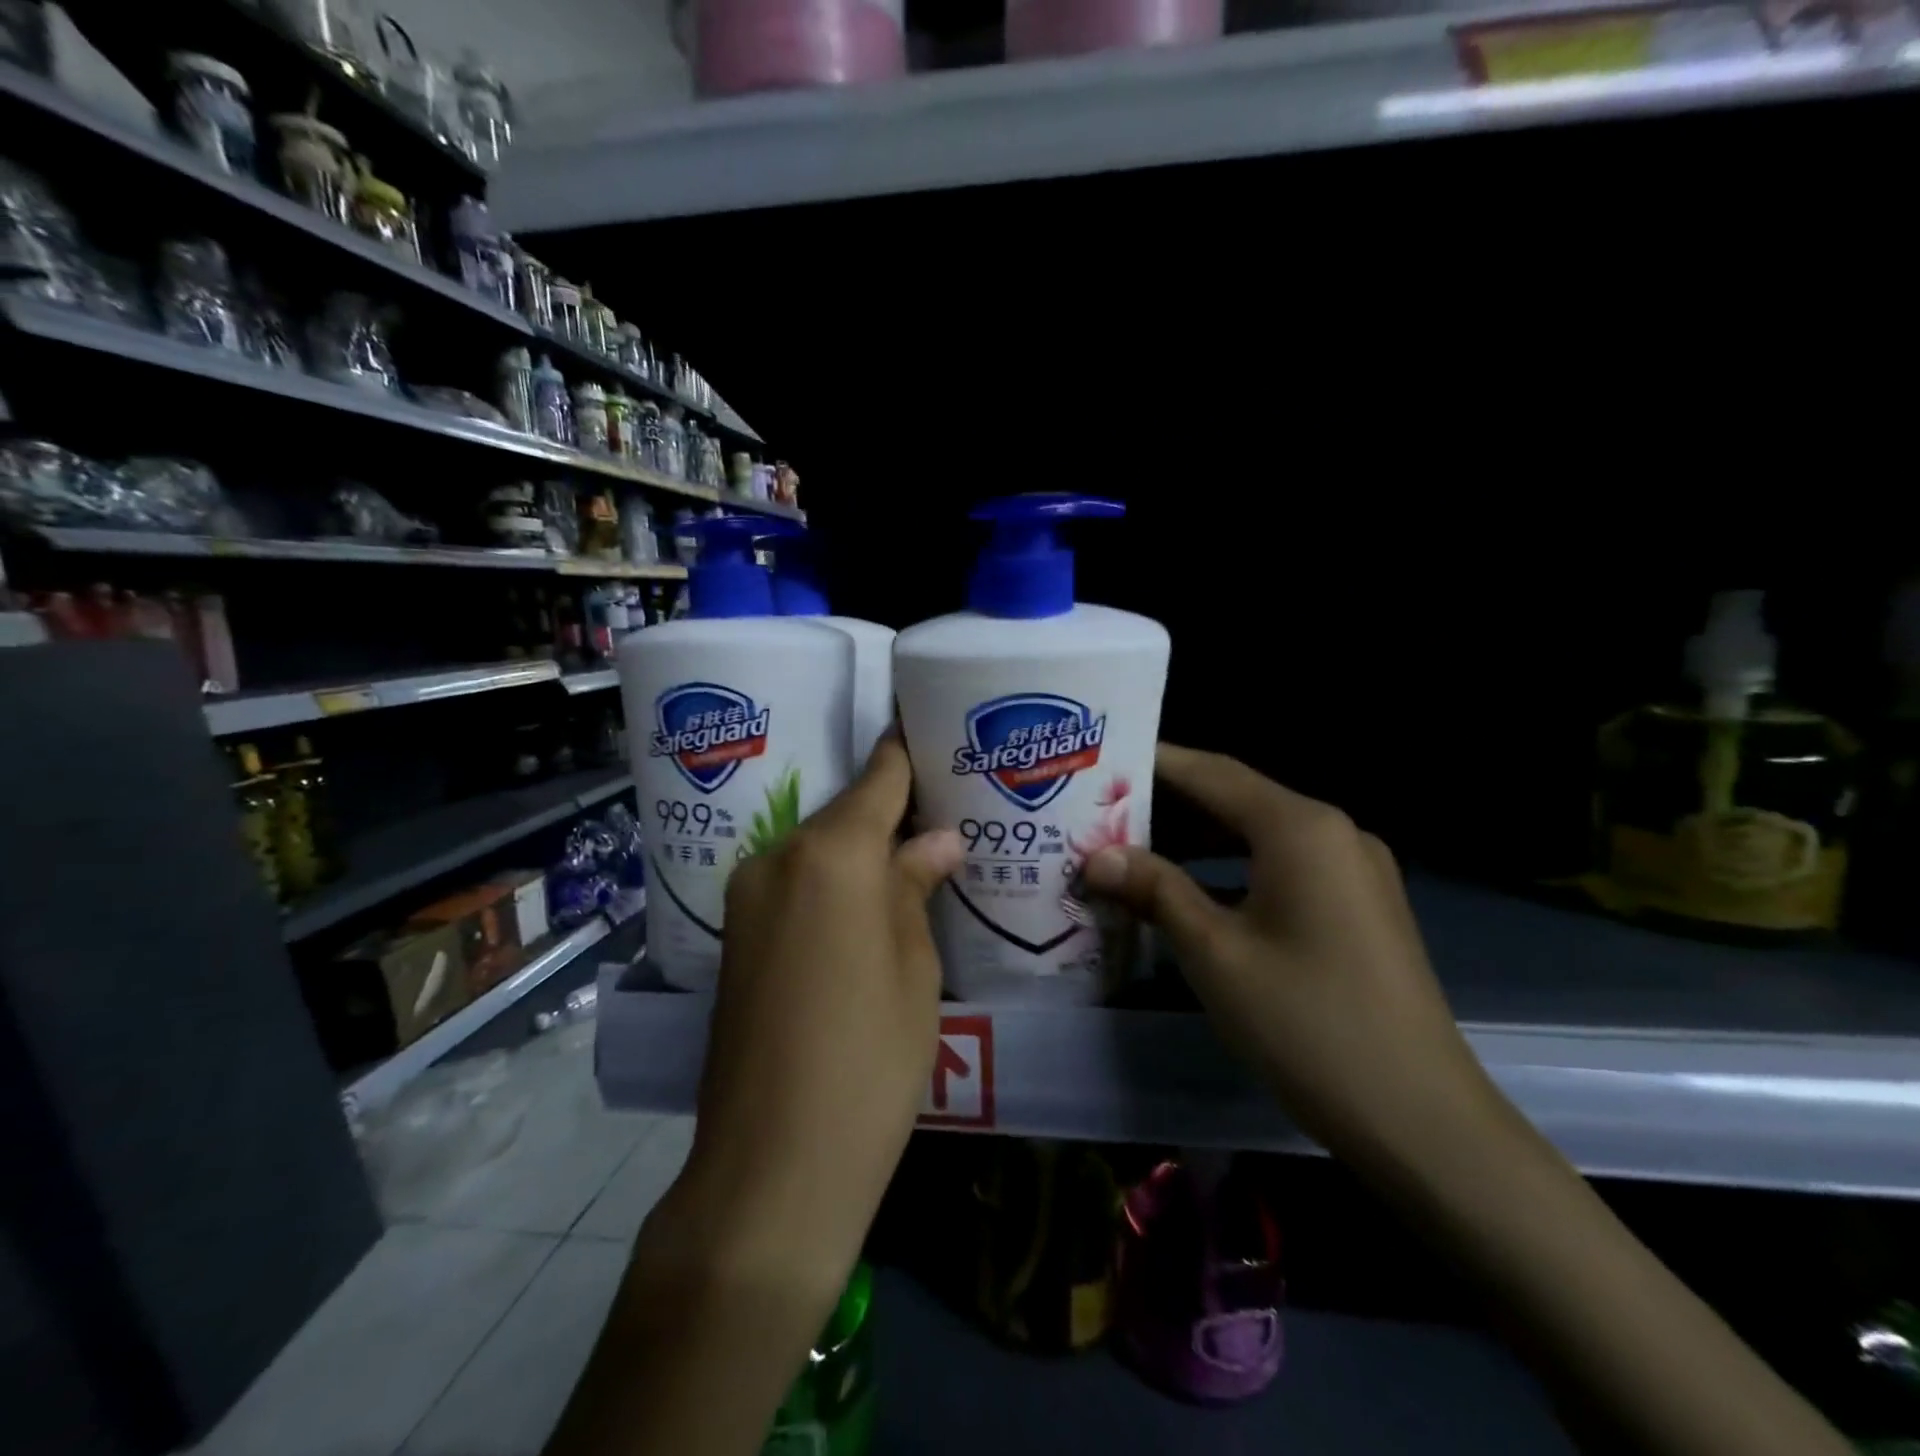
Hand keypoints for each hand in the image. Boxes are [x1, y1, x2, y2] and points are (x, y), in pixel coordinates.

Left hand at [679, 733, 963, 1299]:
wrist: (772, 1164)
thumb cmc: (870, 1059)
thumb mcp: (915, 967)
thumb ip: (917, 887)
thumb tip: (937, 839)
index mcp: (831, 853)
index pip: (879, 776)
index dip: (907, 750)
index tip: (933, 728)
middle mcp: (778, 856)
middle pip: (846, 812)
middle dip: (893, 810)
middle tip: (945, 814)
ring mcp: (747, 895)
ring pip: (819, 849)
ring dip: (862, 851)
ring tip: (915, 862)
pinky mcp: (736, 934)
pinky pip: (795, 884)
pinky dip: (832, 883)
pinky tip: (867, 907)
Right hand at [1081, 743, 1507, 1179]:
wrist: (1421, 1120)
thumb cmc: (1307, 1024)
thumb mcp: (1215, 953)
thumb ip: (1156, 891)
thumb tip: (1097, 857)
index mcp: (1301, 829)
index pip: (1212, 774)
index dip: (1154, 763)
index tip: (1102, 759)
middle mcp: (1333, 832)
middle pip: (1236, 798)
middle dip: (1168, 803)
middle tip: (1101, 809)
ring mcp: (1353, 870)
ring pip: (1258, 835)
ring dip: (1197, 839)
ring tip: (1131, 846)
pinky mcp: (1358, 906)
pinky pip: (1282, 866)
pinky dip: (1231, 869)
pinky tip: (1189, 891)